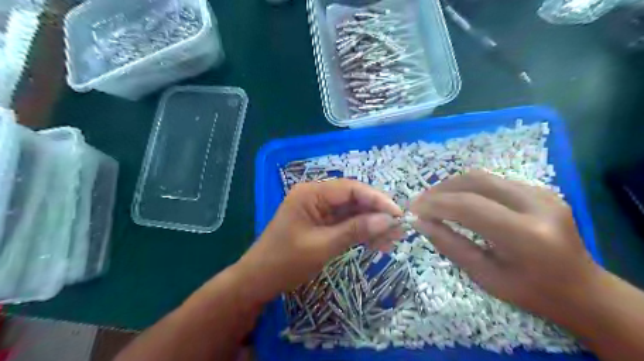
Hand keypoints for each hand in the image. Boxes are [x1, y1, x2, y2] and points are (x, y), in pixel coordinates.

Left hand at [232, 179, 400, 303]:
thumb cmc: (285, 262)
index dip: (377, 200)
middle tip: (399, 230)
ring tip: (392, 241)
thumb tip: (387, 221)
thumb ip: (355, 230)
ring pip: (352, 212)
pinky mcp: (321, 223)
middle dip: (376, 214)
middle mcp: (316, 196)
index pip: (350, 188)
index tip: (398, 214)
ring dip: (371, 225)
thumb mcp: (322, 246)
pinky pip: (345, 223)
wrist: (258, 280)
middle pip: (353, 199)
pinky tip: (377, 244)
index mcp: (311, 193)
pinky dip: (360, 232)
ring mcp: (318, 210)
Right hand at [410, 170, 600, 321]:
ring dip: (452, 185)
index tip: (412, 209)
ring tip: (434, 200)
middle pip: (475, 182)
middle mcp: (537, 205)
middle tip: (421, 203)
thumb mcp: (484, 276)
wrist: (583, 289)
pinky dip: (469, 187)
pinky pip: (494, 181)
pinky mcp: (540, 190)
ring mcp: (542, 193)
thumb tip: (420, 223)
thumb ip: (450, 245)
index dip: (435, 204)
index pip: (468, 206)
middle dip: (440, 189)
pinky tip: (458, 200)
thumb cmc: (531, 292)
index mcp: (525, 235)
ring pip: (483, 176)